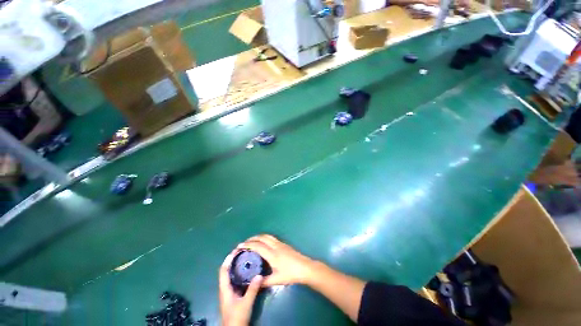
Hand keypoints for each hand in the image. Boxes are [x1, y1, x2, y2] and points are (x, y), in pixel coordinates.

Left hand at [219, 251, 262, 325]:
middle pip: (226, 271)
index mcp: (225, 289)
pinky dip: (240, 273)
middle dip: (233, 261)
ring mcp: (229, 292)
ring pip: (231, 276)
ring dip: (236, 266)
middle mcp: (225, 288)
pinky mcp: (234, 295)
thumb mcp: (246, 303)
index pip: (223, 270)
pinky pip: (236, 280)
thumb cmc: (237, 318)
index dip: (228, 260)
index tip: (236, 250)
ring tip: (246, 258)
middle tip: (243, 252)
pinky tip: (248, 272)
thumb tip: (259, 274)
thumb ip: (252, 289)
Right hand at [238, 235, 317, 286]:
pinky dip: (264, 237)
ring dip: (258, 236)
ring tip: (252, 241)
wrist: (305, 267)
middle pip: (262, 238)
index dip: (248, 245)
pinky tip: (263, 242)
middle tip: (244, 243)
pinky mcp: (284, 244)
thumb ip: (264, 281)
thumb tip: (254, 283)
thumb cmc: (290, 274)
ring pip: (267, 236)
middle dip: (252, 238)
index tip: (240, 246)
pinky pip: (271, 237)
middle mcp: (275, 246)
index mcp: (272, 254)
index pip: (258, 246)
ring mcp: (280, 243)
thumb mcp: (276, 280)